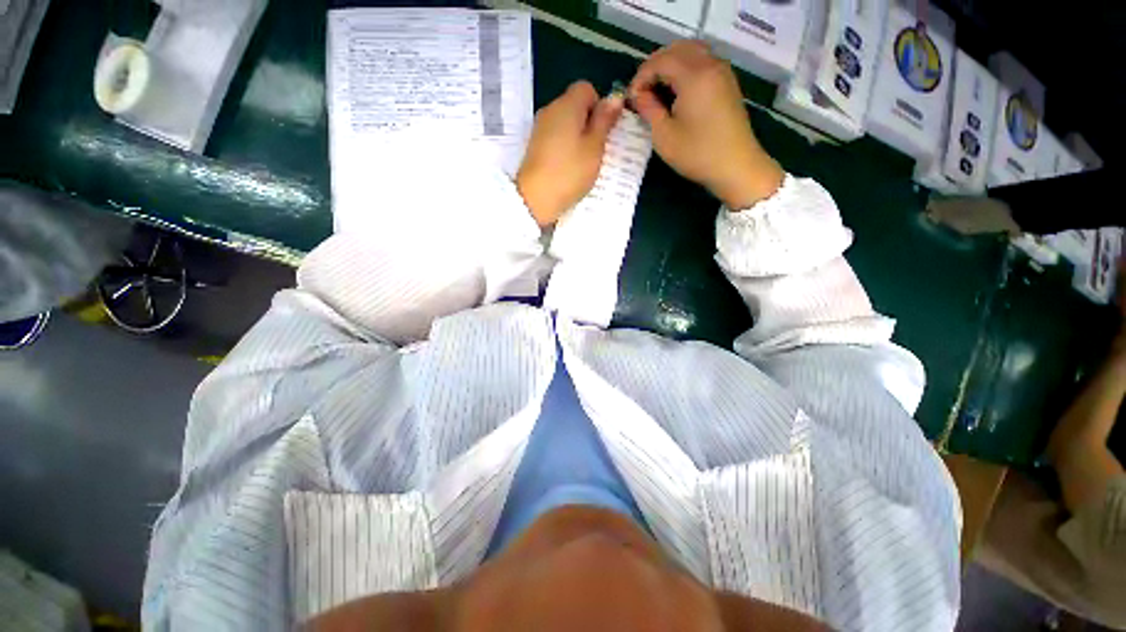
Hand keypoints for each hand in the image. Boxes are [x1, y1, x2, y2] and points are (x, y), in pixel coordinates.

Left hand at [516, 81, 623, 225]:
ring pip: (564, 123)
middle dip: (588, 122)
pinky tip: (567, 166)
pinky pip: (555, 137)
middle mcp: (550, 109)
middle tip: (595, 149)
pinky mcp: (534, 146)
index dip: (598, 106)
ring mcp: (539, 128)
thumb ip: (604, 121)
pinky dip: (564, 146)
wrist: (536, 199)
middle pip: (574, 105)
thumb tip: (614, 97)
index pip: (586, 88)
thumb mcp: (594, 147)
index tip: (602, 131)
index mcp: (566, 104)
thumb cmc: (570, 172)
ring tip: (582, 161)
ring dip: (576, 136)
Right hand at [629, 40, 783, 208]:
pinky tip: (677, 92)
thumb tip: (638, 95)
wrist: (735, 166)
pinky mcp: (727, 82)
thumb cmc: (696, 153)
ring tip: (657, 90)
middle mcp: (710, 65)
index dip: (641, 76)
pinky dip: (685, 69)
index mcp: (694, 75)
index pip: (661, 60)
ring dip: (671, 65)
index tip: (631, 99)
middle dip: (655, 66)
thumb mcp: (664, 136)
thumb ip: (649, 109)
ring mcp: (722, 72)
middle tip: (642, 92)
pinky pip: (703, 62)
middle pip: (677, 49)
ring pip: (692, 52)